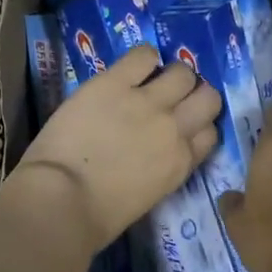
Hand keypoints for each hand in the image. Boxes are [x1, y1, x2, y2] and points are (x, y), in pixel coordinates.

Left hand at [10, 45, 221, 256]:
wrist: (62, 200)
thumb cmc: (98, 216)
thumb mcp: (149, 196)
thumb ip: (164, 168)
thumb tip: (156, 152)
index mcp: (181, 162)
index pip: (210, 133)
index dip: (197, 125)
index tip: (183, 125)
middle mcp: (174, 128)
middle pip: (208, 97)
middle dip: (194, 95)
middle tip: (172, 98)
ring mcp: (146, 102)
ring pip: (182, 72)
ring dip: (172, 75)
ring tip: (151, 80)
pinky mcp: (115, 83)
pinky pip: (143, 55)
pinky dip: (143, 58)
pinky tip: (130, 69)